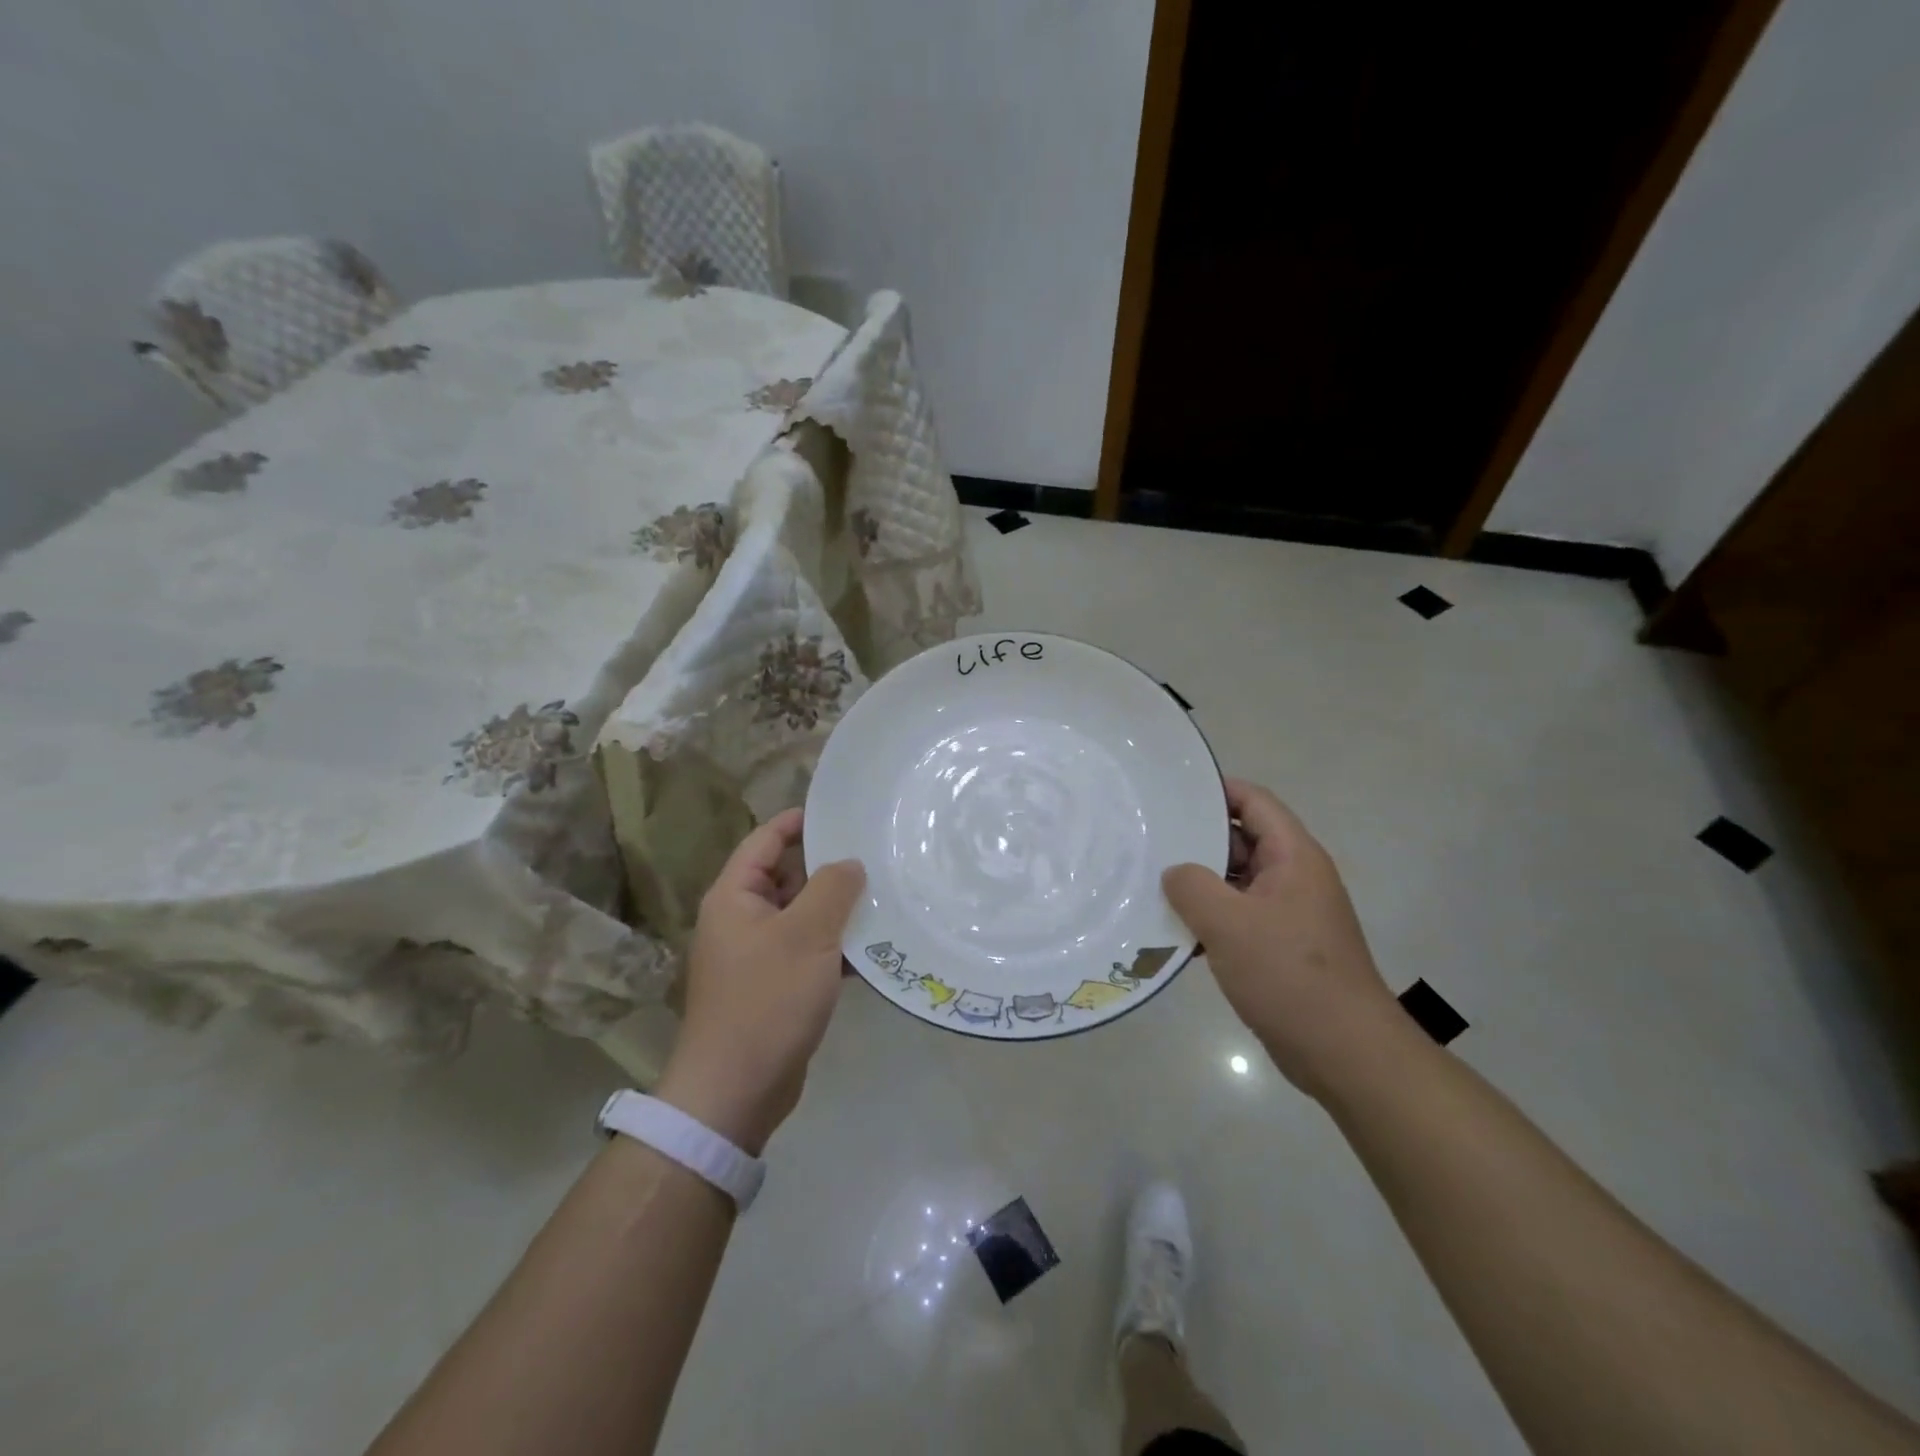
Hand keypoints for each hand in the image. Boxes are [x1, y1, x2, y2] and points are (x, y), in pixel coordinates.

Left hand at [655, 808, 865, 1155]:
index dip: (797, 822)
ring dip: (836, 910)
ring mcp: (757, 956)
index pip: (764, 841)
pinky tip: (873, 949)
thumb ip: (832, 889)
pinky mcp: (774, 987)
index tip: (837, 812)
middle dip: (827, 868)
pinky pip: (808, 951)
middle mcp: (741, 920)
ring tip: (884, 895)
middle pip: (786, 877)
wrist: (736, 1090)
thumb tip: (850, 863)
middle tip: (874, 854)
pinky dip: (835, 946)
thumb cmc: (767, 1000)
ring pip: (802, 916)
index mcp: (735, 898)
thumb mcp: (807, 935)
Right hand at [1163, 779, 1402, 1098]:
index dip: (1215, 790)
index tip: (1170, 793)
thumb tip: (1175, 872)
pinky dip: (1210, 919)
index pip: (1254, 801)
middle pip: (1242, 841)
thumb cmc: (1289, 975)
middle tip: (1148, 840)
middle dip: (1197, 840)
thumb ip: (1192, 886)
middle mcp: (1295, 877)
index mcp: (1294, 857)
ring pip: (1236, 883)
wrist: (1345, 1053)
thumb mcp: (1229, 923)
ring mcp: (1289, 914)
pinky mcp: (1282, 948)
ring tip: (1149, 884)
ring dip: (1199, 885)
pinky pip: (1239, 918)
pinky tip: (1174, 932)